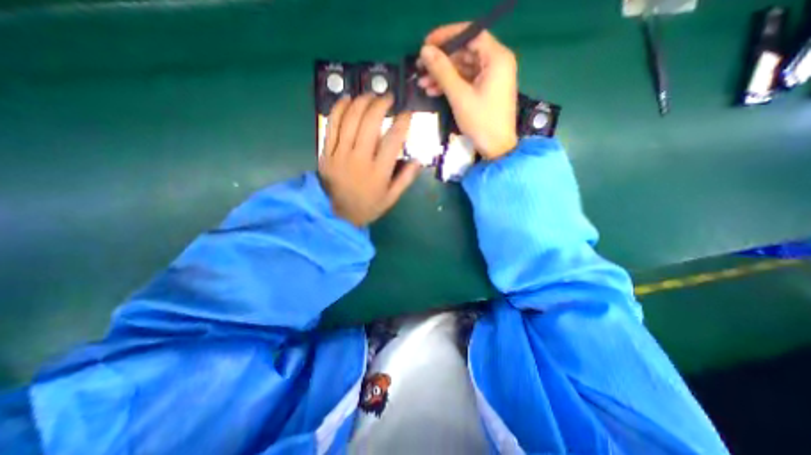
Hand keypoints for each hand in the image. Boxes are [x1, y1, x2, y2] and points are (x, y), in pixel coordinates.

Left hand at [317, 93, 420, 227]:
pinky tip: (348, 99)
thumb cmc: (368, 206)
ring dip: (362, 102)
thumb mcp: (391, 198)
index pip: (393, 141)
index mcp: (378, 173)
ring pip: (350, 119)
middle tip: (388, 97)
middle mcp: (359, 159)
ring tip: (371, 95)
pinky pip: (331, 125)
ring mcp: (340, 154)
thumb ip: (406, 179)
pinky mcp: (327, 152)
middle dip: (381, 104)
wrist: (337, 214)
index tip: (407, 113)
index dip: (402, 123)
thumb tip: (419, 160)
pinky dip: (339, 108)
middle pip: (370, 123)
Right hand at [418, 23, 519, 162]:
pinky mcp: (485, 90)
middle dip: (441, 61)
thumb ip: (442, 71)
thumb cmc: (481, 122)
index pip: (471, 34)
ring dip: (442, 75)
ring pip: (463, 68)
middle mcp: (496, 62)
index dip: (447, 37)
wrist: (496, 148)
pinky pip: (466, 81)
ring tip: (422, 83)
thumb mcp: (460, 96)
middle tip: (420, 67)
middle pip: (465, 52)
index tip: (426, 44)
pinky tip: (433, 91)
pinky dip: (450, 85)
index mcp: (496, 58)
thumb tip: (425, 51)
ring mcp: (491, 77)